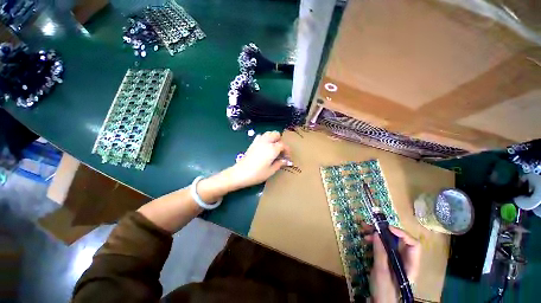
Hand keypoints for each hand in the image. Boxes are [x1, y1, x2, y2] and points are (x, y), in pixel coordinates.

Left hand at [227, 131, 290, 189]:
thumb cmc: (257, 174)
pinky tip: (264, 147)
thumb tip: (286, 161)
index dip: (287, 150)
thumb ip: (280, 164)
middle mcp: (266, 142)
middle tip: (280, 151)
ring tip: (273, 148)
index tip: (287, 157)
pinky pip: (261, 136)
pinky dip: (265, 139)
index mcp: (272, 149)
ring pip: (268, 133)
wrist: (240, 173)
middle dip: (280, 140)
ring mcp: (258, 141)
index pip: (283, 145)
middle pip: (276, 134)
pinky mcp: (252, 143)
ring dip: (273, 138)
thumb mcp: (271, 171)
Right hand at [363, 225, 420, 302]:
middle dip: (384, 232)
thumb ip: (380, 253)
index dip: (402, 234)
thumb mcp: (381, 272)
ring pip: (389, 242)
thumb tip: (376, 233)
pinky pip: (382, 247)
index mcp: (410, 264)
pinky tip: (365, 240)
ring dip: (377, 235)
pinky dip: (374, 241)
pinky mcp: (387, 260)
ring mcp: (395, 260)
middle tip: (370, 226)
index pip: (413, 244)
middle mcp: (405, 260)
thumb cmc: (384, 291)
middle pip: (399, 241)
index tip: (387, 228)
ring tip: (364, 232)